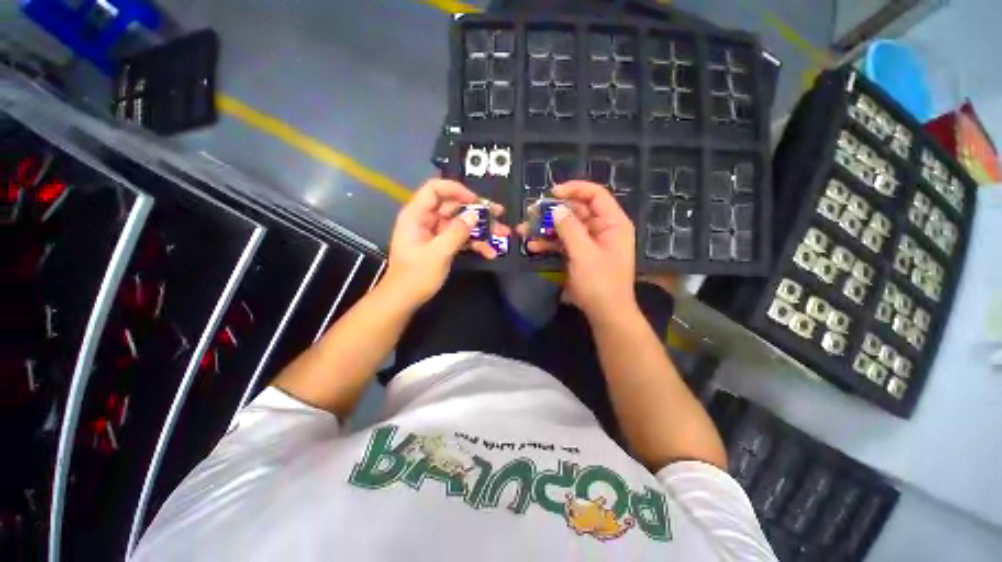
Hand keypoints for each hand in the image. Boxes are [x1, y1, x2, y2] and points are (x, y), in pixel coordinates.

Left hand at [384, 179, 508, 306]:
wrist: (405, 299)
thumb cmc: (416, 276)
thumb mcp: (437, 253)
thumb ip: (456, 232)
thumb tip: (474, 215)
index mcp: (417, 215)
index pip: (435, 190)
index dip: (456, 190)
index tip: (476, 201)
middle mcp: (427, 220)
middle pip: (454, 207)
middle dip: (477, 211)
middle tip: (499, 213)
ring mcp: (436, 234)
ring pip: (461, 224)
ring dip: (481, 229)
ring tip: (502, 234)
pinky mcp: (444, 245)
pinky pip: (462, 239)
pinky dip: (475, 244)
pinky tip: (490, 252)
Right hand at [520, 181, 635, 322]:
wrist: (605, 313)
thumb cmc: (600, 282)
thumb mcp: (584, 253)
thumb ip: (569, 228)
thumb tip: (556, 208)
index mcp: (612, 223)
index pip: (595, 195)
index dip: (574, 189)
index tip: (551, 193)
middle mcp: (602, 228)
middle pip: (577, 211)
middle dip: (553, 211)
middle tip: (531, 212)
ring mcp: (590, 242)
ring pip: (567, 227)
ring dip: (546, 228)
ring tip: (525, 230)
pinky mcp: (580, 254)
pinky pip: (564, 243)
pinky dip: (549, 243)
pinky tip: (533, 246)